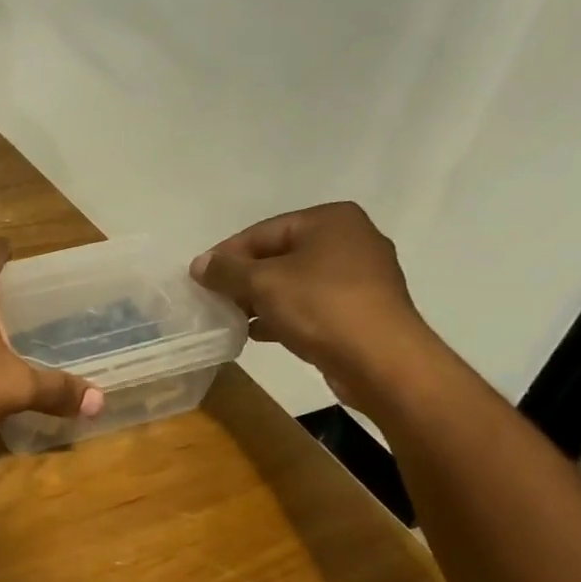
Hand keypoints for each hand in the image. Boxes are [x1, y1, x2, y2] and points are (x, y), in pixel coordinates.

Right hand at [190, 202, 443, 409]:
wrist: (381, 361)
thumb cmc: (321, 307)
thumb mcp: (262, 283)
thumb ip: (226, 271)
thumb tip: (199, 264)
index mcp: (330, 220)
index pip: (262, 232)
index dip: (226, 256)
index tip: (199, 280)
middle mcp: (350, 239)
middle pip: (279, 255)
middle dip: (244, 279)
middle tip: (214, 300)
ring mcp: (361, 276)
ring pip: (294, 282)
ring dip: (261, 299)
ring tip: (232, 319)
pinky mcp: (362, 309)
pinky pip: (311, 304)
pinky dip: (284, 314)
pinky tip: (258, 333)